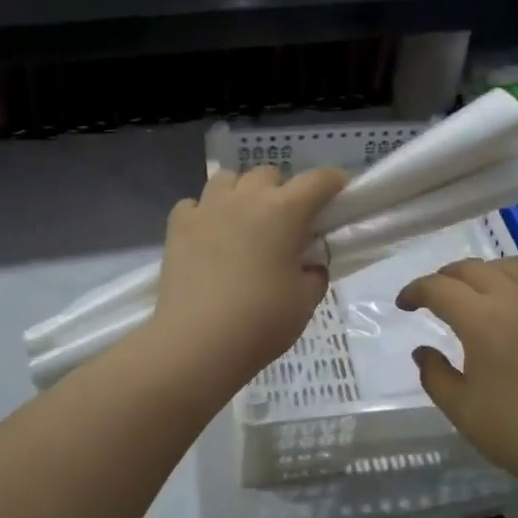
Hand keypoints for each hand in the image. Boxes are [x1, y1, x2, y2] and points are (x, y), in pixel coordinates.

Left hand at [148, 165, 348, 392]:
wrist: (197, 343)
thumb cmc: (261, 322)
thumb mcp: (305, 302)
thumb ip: (314, 274)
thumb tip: (309, 265)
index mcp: (284, 212)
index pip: (317, 181)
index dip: (333, 182)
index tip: (339, 193)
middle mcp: (246, 199)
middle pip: (268, 174)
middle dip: (282, 190)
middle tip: (286, 222)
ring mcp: (207, 208)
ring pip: (228, 179)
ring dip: (241, 193)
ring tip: (243, 221)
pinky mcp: (178, 226)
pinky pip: (194, 204)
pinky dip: (204, 213)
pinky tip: (208, 236)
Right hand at [397, 258, 517, 494]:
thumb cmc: (517, 431)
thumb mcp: (461, 409)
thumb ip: (435, 375)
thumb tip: (423, 351)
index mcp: (482, 319)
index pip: (439, 288)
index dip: (415, 291)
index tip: (403, 305)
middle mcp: (515, 300)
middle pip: (473, 269)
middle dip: (445, 277)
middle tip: (432, 297)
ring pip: (509, 267)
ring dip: (481, 272)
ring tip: (472, 293)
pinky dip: (512, 284)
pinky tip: (511, 309)